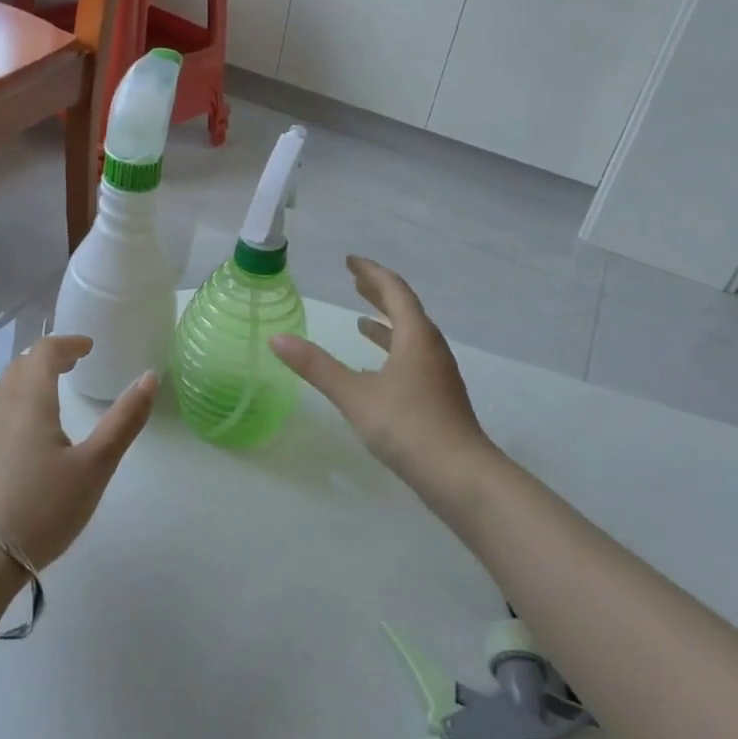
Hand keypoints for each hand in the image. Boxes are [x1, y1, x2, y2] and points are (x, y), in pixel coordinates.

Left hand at [0, 336, 156, 571]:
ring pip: (2, 392)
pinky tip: (22, 437)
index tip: (88, 346)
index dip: (68, 343)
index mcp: (29, 398)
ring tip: (49, 396)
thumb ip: (124, 420)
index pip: (44, 351)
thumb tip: (149, 377)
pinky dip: (12, 408)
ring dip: (27, 383)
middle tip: (71, 365)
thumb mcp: (94, 466)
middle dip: (47, 360)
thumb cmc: (41, 507)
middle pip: (20, 367)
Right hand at [270, 256, 499, 513]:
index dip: (371, 273)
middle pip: (405, 309)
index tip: (350, 261)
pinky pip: (411, 358)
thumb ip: (316, 366)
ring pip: (410, 336)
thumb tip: (277, 338)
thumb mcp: (355, 395)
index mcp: (415, 336)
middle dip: (378, 293)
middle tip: (354, 281)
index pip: (394, 291)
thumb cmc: (408, 426)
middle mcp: (430, 348)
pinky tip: (374, 369)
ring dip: (386, 322)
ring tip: (362, 319)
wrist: (461, 477)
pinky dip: (391, 351)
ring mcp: (437, 374)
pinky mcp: (437, 396)